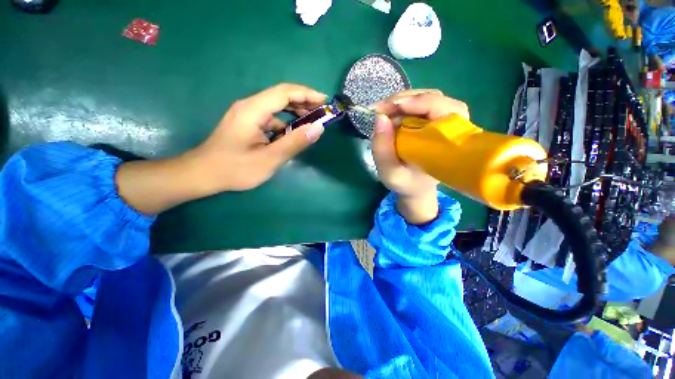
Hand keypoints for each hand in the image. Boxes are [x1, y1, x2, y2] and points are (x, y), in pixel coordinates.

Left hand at [116, 84, 326, 214]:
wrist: (203, 174)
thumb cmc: (235, 169)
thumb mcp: (269, 159)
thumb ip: (294, 142)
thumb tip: (318, 128)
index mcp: (253, 110)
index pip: (284, 93)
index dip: (306, 94)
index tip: (324, 101)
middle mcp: (249, 106)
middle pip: (280, 96)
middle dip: (303, 101)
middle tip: (321, 112)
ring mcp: (247, 114)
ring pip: (276, 107)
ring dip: (295, 112)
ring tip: (311, 121)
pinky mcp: (247, 123)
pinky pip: (270, 118)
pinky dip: (285, 122)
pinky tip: (292, 134)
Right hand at [372, 90, 470, 223]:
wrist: (415, 187)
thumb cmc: (406, 183)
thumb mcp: (390, 173)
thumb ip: (383, 150)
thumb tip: (380, 117)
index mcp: (449, 142)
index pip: (445, 110)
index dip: (421, 102)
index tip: (394, 106)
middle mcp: (449, 127)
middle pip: (434, 98)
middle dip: (405, 100)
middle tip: (380, 109)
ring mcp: (439, 121)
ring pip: (424, 99)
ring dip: (401, 102)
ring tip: (382, 112)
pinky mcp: (429, 121)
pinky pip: (417, 106)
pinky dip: (401, 106)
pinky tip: (388, 115)